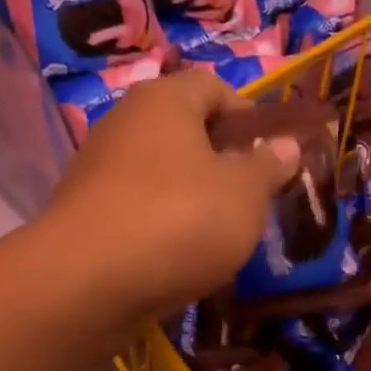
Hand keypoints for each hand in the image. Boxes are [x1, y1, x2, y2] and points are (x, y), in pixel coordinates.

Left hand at [44, 69, 301, 321]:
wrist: (86, 284)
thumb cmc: (180, 221)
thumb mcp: (245, 194)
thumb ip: (269, 166)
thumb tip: (286, 145)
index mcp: (165, 100)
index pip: (213, 86)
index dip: (248, 115)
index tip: (270, 154)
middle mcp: (124, 122)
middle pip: (184, 129)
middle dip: (221, 159)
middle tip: (250, 196)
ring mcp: (97, 168)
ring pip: (160, 171)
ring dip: (192, 194)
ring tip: (218, 232)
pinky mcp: (83, 212)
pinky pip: (136, 206)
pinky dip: (160, 222)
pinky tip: (178, 255)